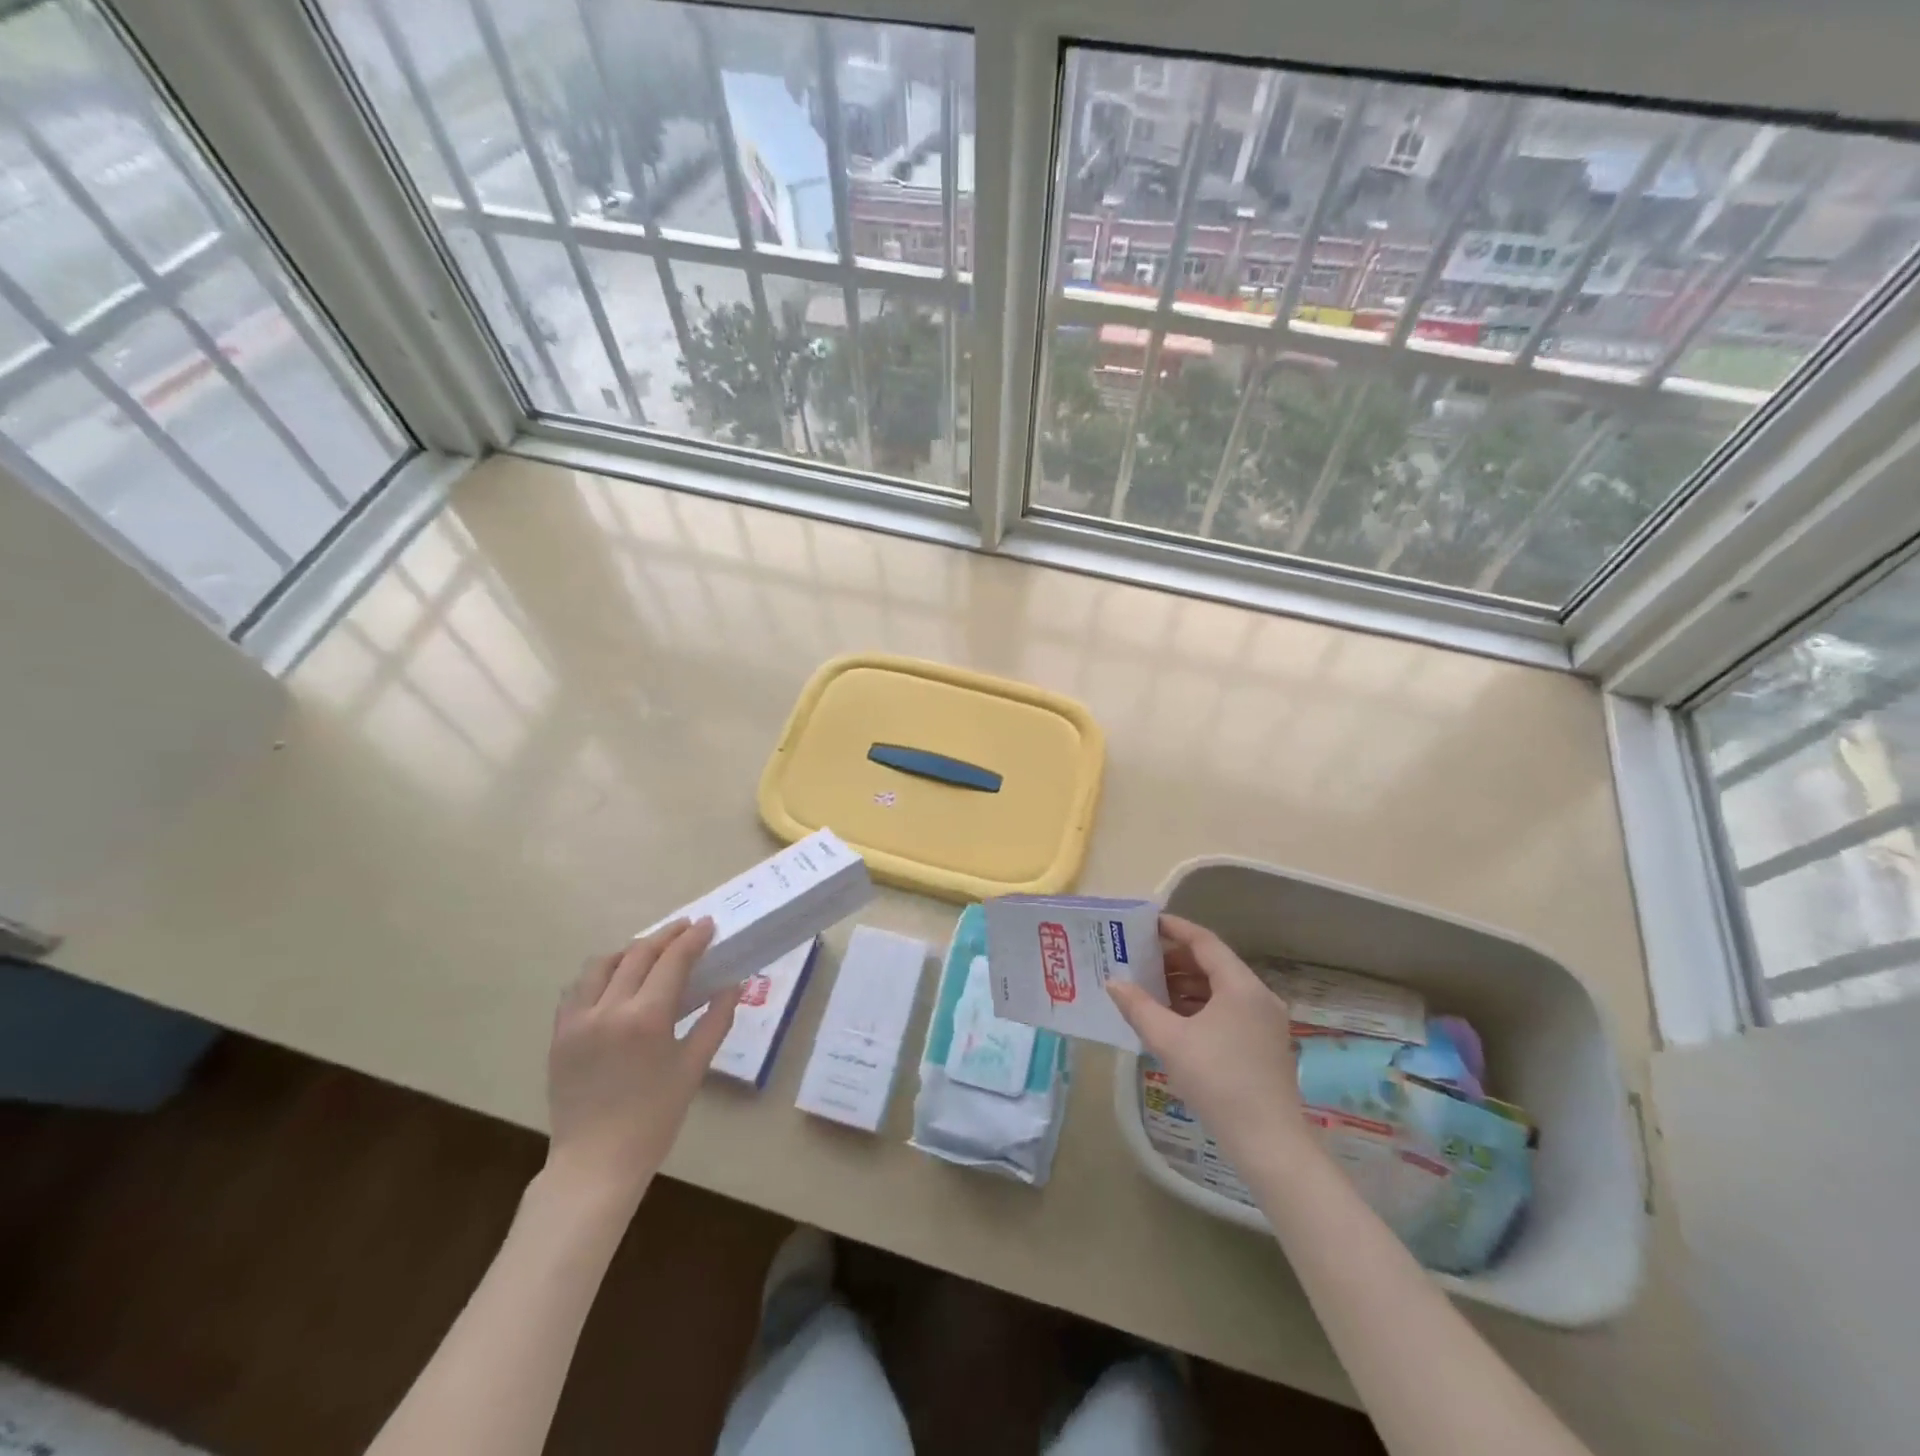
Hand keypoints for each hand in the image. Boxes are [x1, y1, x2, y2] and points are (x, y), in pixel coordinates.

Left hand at [544, 918, 740, 1210]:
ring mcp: (578, 1020)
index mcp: (646, 1018)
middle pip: (638, 954)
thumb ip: (716, 1020)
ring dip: (630, 950)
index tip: (707, 924)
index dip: (692, 938)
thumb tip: (734, 985)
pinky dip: (600, 974)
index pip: (672, 960)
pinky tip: (614, 980)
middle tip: (686, 929)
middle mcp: (609, 1009)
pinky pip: (577, 988)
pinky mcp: (559, 1034)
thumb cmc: (654, 1118)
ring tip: (650, 951)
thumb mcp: (693, 1068)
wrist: (595, 1163)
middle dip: (665, 936)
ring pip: (602, 964)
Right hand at [1110, 915, 1306, 1167]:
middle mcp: (1258, 996)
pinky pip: (1227, 1010)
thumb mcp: (1169, 1041)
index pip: (1204, 942)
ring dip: (1185, 985)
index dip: (1174, 929)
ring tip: (1149, 989)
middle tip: (1139, 959)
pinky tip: (1173, 1020)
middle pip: (1213, 964)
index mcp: (1240, 986)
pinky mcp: (1263, 1045)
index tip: (1146, 924)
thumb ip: (1138, 1007)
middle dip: (1174, 960)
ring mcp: (1265, 1022)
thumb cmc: (1217, 1081)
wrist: (1268, 1143)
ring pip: (1219, 989)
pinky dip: (1199, 1006)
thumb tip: (1114, 982)